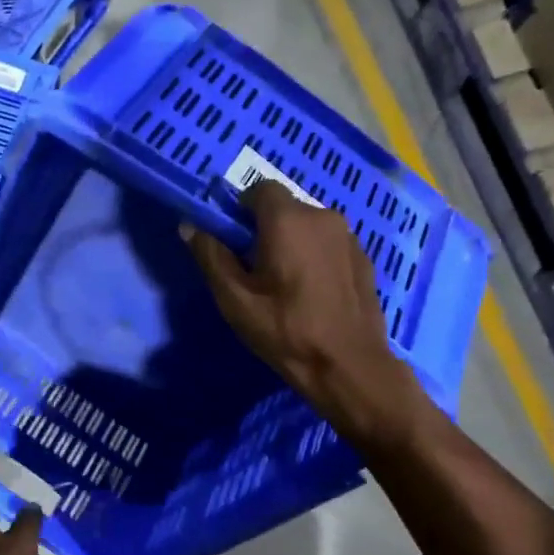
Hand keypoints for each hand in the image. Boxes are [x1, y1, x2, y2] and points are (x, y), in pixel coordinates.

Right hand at [184, 181, 418, 444]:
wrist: (349, 365)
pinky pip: (328, 244)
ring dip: (291, 242)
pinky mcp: (364, 257)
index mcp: (288, 220)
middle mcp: (322, 216)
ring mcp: (348, 236)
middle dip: (265, 228)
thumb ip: (211, 256)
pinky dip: (314, 256)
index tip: (232, 241)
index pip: (259, 189)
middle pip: (285, 207)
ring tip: (284, 283)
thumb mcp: (235, 300)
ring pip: (308, 226)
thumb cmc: (285, 331)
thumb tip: (190, 226)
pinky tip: (311, 292)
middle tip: (254, 268)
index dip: (240, 209)